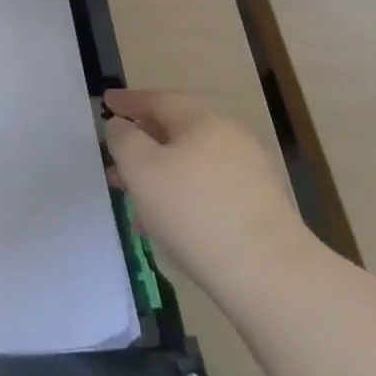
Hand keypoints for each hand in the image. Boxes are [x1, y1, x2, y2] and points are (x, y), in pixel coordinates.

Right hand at [102, 89, 313, 296]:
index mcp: (203, 122)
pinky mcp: (260, 209)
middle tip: (114, 162)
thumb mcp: (140, 168)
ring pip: (191, 165)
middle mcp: (231, 140)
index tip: (105, 102)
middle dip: (142, 146)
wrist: (270, 275)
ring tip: (134, 201)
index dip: (128, 101)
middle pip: (176, 133)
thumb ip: (123, 139)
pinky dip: (182, 197)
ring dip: (159, 176)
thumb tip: (122, 126)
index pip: (159, 100)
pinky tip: (166, 225)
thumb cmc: (193, 211)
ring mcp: (251, 175)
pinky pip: (208, 191)